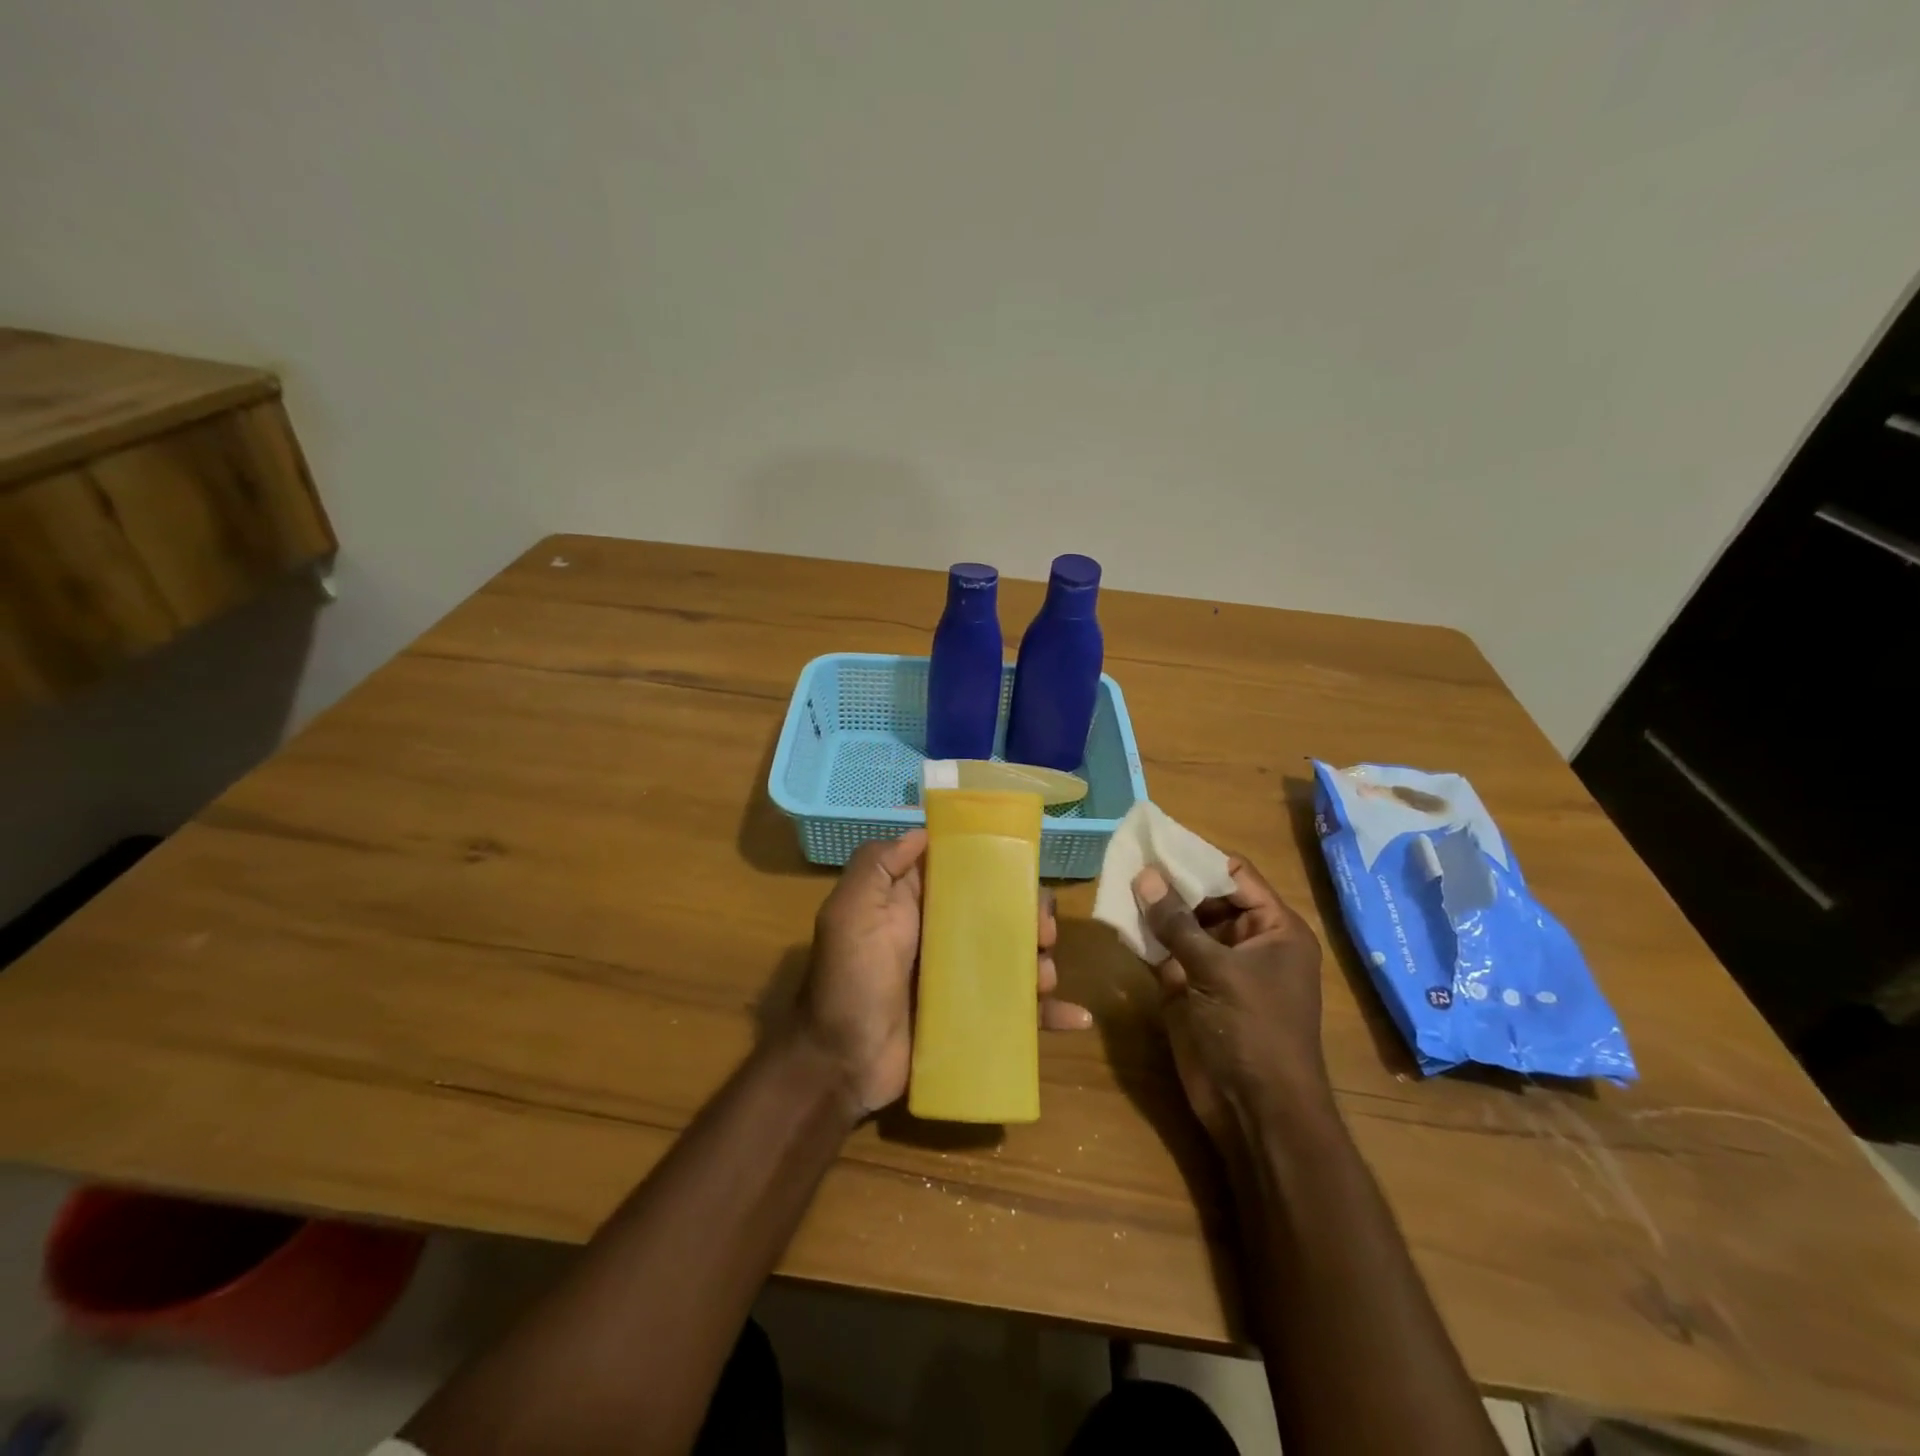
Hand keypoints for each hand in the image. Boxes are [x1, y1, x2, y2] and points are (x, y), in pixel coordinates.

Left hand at [800, 830, 1091, 1116]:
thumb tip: (921, 831)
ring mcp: (961, 980)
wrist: (841, 1064)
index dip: (998, 868)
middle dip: (1031, 918)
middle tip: (1043, 934)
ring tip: (1044, 977)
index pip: (966, 874)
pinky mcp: (973, 1019)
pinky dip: (1050, 1014)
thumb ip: (877, 866)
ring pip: (1016, 960)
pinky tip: (1077, 1018)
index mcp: (917, 906)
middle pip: (1001, 916)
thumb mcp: (850, 913)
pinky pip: (1019, 1013)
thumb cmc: (849, 981)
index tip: (1026, 871)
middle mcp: (942, 936)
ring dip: (1042, 963)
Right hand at [1133, 857, 1329, 1148]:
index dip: (1198, 857)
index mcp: (1274, 928)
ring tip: (1115, 878)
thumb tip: (1144, 874)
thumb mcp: (1217, 970)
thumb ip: (1178, 923)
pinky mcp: (1188, 988)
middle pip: (1205, 896)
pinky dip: (1144, 937)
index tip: (1157, 839)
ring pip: (1181, 923)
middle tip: (1126, 856)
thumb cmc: (1252, 1031)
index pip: (1235, 875)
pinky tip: (1117, 917)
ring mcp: (1215, 966)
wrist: (1254, 1111)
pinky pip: (1164, 952)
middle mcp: (1246, 941)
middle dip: (1169, 880)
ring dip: (1152, 906)